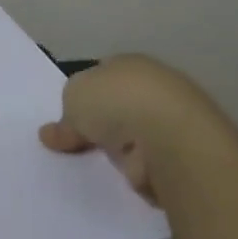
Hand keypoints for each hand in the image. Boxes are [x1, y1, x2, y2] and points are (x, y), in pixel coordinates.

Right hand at [39, 55, 207, 206]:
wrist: (170, 138)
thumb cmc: (117, 103)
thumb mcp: (73, 97)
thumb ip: (65, 114)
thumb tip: (55, 133)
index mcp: (130, 63)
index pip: (102, 75)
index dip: (84, 94)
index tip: (68, 117)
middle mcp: (155, 85)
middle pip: (119, 105)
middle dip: (101, 122)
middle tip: (76, 144)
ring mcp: (172, 120)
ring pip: (134, 133)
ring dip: (120, 147)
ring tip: (96, 164)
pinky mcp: (182, 152)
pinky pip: (148, 160)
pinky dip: (136, 167)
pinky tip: (121, 175)